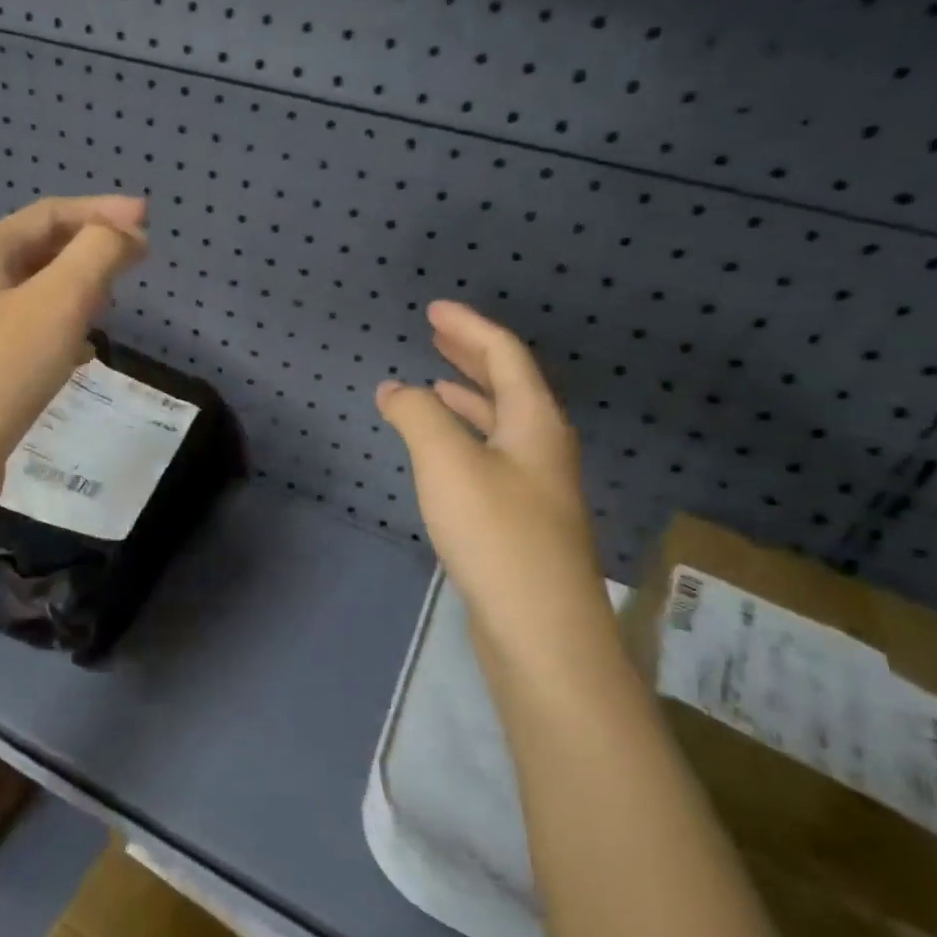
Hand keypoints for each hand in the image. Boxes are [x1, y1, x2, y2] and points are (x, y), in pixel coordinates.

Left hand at [0, 195, 147, 529]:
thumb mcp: (57, 303)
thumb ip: (96, 256)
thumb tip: (122, 233)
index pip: (49, 215)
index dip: (101, 211)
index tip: (148, 221)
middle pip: (38, 250)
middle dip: (88, 248)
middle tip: (135, 260)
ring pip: (33, 295)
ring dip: (75, 290)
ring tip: (111, 301)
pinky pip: (26, 336)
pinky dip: (60, 332)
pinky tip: (81, 354)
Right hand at [376, 302, 606, 658]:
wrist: (540, 627)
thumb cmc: (496, 532)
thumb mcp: (447, 462)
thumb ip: (417, 416)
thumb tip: (394, 388)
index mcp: (535, 422)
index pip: (504, 355)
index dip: (468, 328)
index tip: (434, 309)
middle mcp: (543, 446)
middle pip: (508, 385)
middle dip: (470, 356)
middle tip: (436, 334)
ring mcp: (536, 485)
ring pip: (500, 423)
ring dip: (468, 396)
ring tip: (435, 384)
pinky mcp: (521, 518)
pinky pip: (491, 455)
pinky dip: (464, 436)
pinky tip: (443, 450)